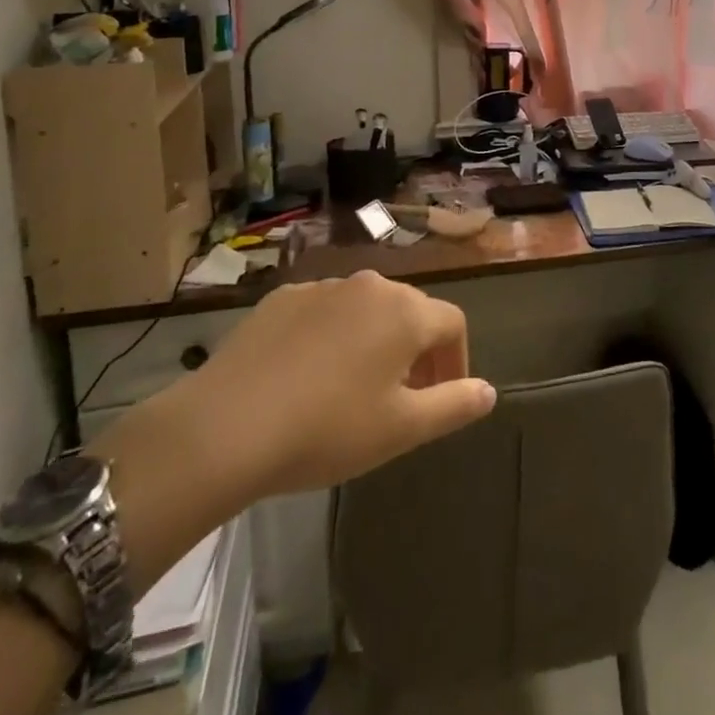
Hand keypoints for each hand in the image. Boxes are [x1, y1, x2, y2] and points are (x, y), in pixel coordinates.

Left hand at [163, 270, 496, 502]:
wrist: (226, 426)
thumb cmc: (328, 429)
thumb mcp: (401, 429)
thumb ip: (454, 405)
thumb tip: (488, 390)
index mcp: (405, 311)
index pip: (452, 323)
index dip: (456, 361)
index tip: (442, 399)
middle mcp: (370, 285)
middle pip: (410, 311)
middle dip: (416, 351)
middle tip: (402, 399)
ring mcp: (323, 287)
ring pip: (366, 309)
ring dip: (374, 341)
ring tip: (353, 390)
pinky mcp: (282, 298)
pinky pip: (324, 312)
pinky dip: (331, 336)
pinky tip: (307, 377)